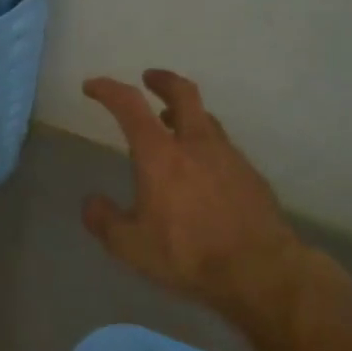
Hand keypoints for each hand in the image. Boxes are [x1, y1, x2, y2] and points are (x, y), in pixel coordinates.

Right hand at [81, 69, 309, 314]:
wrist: (261, 272)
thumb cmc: (188, 254)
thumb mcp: (131, 246)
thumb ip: (105, 221)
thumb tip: (91, 203)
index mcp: (160, 154)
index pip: (129, 106)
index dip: (108, 89)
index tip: (92, 86)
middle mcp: (196, 144)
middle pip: (183, 92)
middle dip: (162, 80)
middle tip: (149, 78)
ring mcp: (229, 157)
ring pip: (207, 119)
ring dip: (187, 114)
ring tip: (174, 125)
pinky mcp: (252, 176)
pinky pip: (224, 149)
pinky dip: (207, 147)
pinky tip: (204, 172)